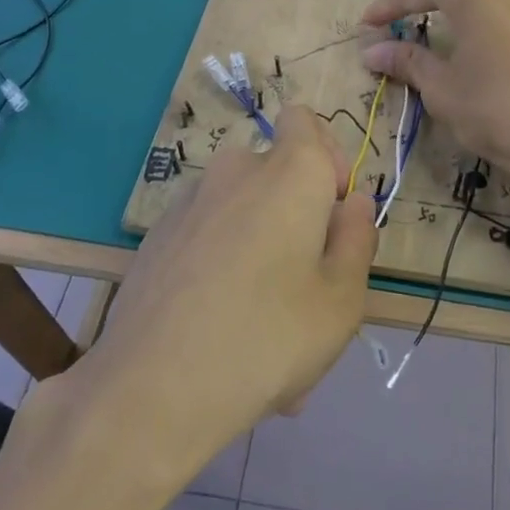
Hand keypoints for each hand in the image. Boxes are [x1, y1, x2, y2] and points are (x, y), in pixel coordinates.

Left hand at [80, 107, 376, 456]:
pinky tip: (219, 336)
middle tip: (305, 292)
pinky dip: (220, 270)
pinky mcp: (156, 238)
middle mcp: (236, 171)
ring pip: (242, 216)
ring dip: (260, 254)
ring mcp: (189, 203)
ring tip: (262, 331)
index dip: (326, 158)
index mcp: (289, 172)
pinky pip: (207, 241)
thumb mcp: (342, 299)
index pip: (305, 120)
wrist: (151, 389)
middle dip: (297, 220)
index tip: (332, 214)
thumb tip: (353, 203)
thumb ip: (358, 239)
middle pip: (277, 177)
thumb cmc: (269, 336)